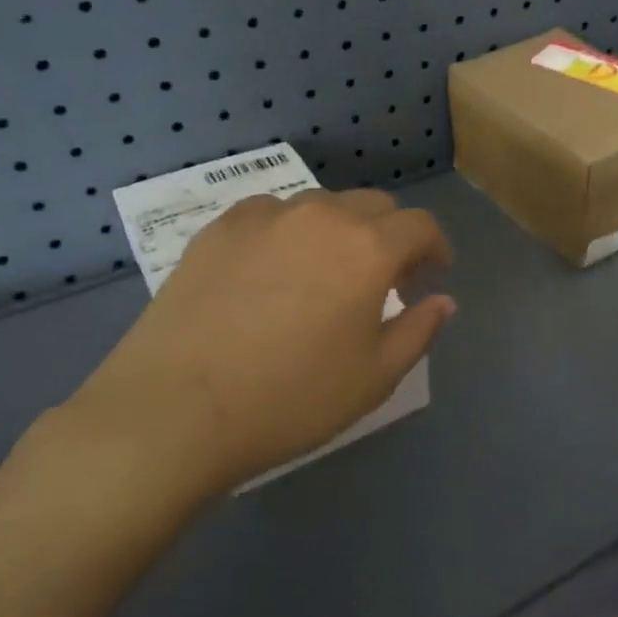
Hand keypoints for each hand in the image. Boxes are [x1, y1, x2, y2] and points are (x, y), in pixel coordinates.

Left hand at [53, 189, 454, 507]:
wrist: (175, 410)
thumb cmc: (291, 398)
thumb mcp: (374, 377)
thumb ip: (419, 330)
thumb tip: (442, 301)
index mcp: (368, 248)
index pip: (420, 225)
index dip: (435, 247)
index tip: (431, 274)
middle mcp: (321, 216)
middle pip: (374, 206)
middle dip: (392, 235)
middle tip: (386, 278)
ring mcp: (264, 217)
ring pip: (322, 206)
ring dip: (342, 231)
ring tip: (328, 272)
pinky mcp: (218, 230)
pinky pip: (272, 214)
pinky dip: (290, 232)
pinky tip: (275, 269)